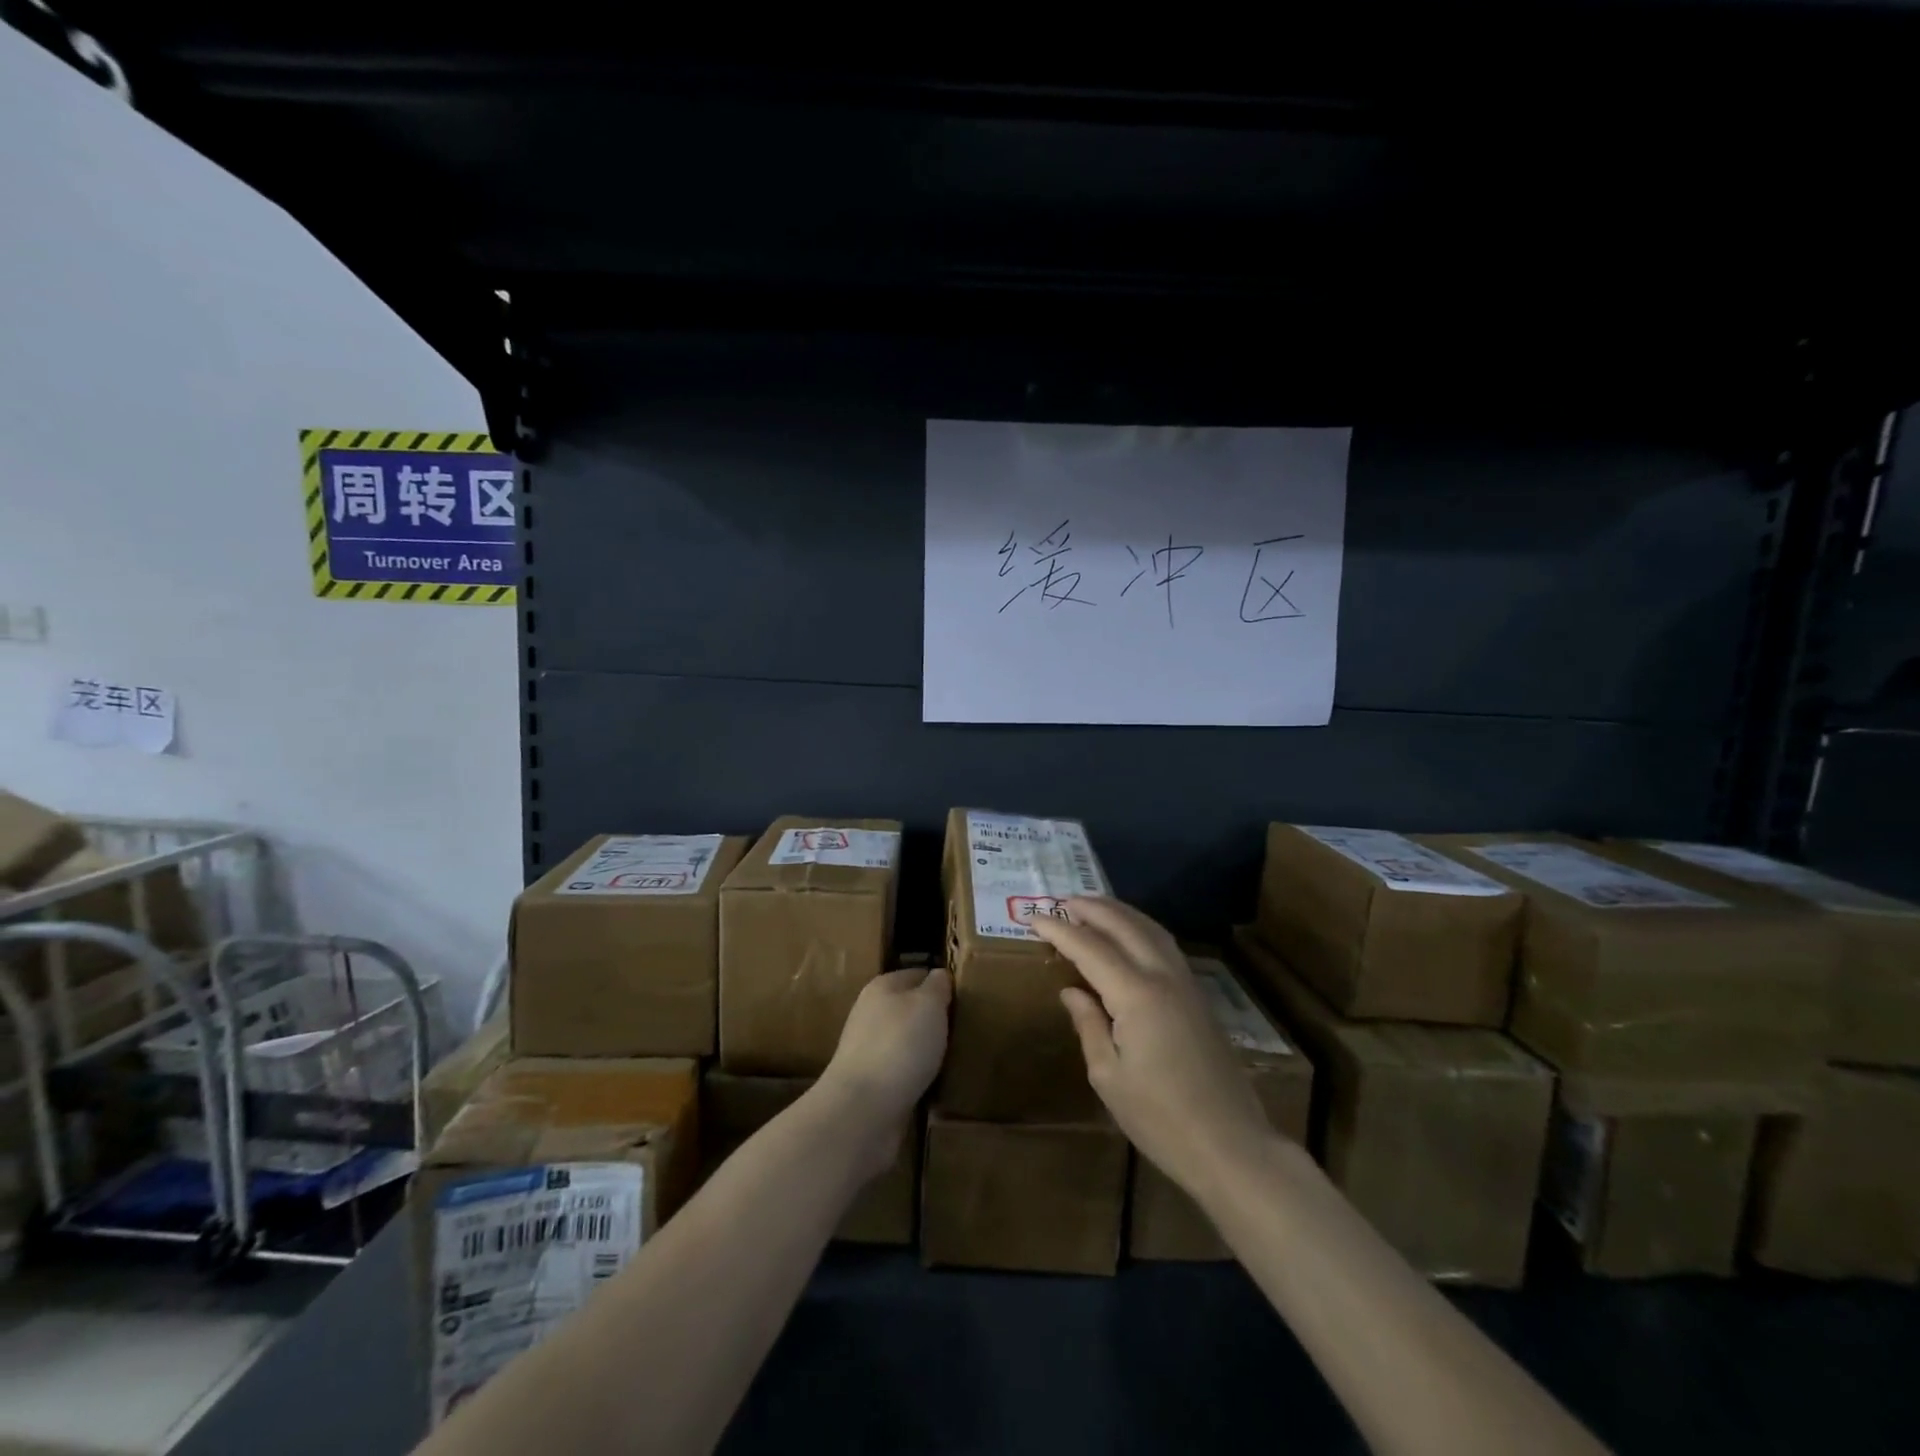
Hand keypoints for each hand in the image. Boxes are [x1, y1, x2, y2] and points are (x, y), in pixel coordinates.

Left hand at [817, 968, 951, 1173]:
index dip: (940, 982)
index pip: (917, 974)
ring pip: (904, 1040)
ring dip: (925, 1047)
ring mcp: (867, 1050)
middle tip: (964, 1028)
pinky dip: (917, 1073)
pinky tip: (934, 1081)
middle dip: (933, 1017)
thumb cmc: (900, 1045)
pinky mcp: (870, 1083)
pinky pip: (901, 1069)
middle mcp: (870, 1013)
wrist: (863, 1109)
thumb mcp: (928, 1005)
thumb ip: (937, 987)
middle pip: (909, 1008)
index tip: (965, 996)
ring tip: (954, 1055)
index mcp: (882, 987)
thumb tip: (939, 975)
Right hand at [1031, 899, 1271, 1199]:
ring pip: (1150, 930)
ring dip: (1120, 913)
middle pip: (1125, 926)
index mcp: (1136, 994)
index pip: (1090, 948)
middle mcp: (1163, 977)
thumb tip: (1072, 991)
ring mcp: (1186, 984)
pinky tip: (1130, 937)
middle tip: (1062, 901)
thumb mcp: (1108, 1076)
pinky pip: (1165, 945)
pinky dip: (1141, 929)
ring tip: (1093, 908)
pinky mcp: (1199, 997)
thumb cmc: (1160, 1118)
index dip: (1060, 931)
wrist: (1230, 1146)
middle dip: (1092, 909)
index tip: (1033, 918)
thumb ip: (1089, 1024)